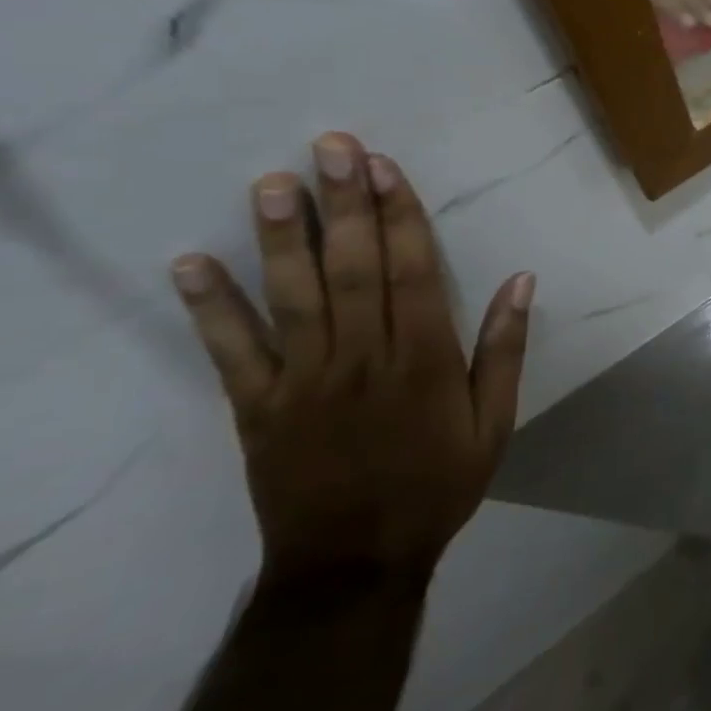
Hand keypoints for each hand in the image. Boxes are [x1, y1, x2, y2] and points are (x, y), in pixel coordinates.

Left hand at [170, 133, 534, 587]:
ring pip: (293, 297)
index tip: (384, 167)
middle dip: (343, 204)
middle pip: (352, 269)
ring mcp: (304, 381)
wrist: (355, 563)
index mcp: (424, 360)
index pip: (413, 270)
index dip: (399, 215)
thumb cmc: (437, 485)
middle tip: (330, 147)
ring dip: (280, 238)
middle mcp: (363, 358)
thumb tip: (522, 281)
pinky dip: (210, 308)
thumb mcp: (495, 423)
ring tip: (271, 183)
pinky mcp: (257, 408)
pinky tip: (189, 264)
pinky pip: (230, 353)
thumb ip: (505, 350)